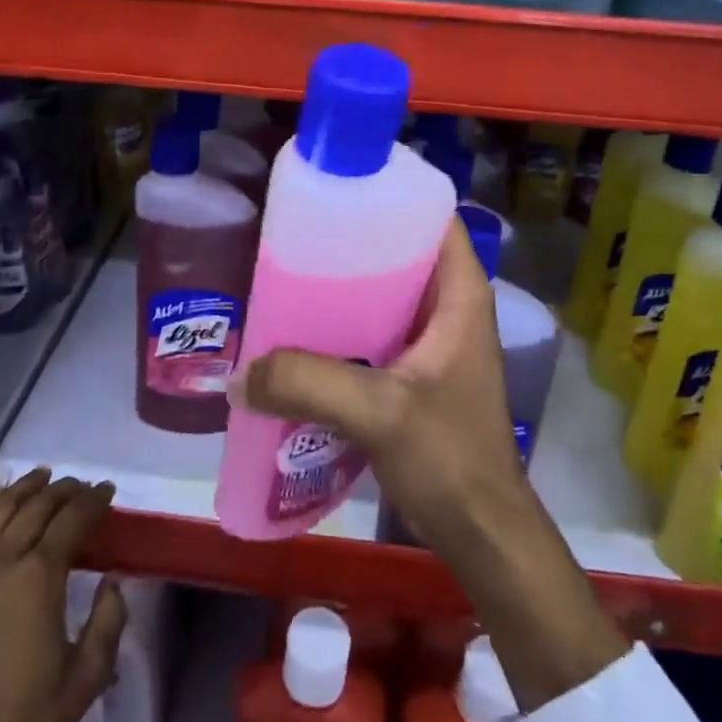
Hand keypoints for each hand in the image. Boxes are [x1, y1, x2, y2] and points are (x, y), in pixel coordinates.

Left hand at [0, 471, 125, 721]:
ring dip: (26, 489)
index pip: (72, 520)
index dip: (94, 500)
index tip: (109, 490)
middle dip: (65, 490)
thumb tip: (113, 582)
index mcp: (39, 577)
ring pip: (1, 512)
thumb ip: (108, 622)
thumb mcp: (86, 678)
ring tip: (44, 476)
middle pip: (38, 507)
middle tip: (84, 487)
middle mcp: (4, 563)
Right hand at [233, 219, 626, 710]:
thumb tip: (240, 376)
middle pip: (398, 251)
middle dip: (350, 241)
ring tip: (286, 276)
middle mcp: (448, 308)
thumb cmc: (450, 458)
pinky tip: (298, 335)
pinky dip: (340, 327)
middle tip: (294, 234)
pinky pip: (372, 331)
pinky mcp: (413, 374)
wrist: (481, 534)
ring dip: (340, 288)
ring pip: (382, 294)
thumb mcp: (380, 412)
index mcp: (459, 294)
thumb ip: (309, 384)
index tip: (336, 188)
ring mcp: (431, 342)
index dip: (389, 195)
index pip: (431, 217)